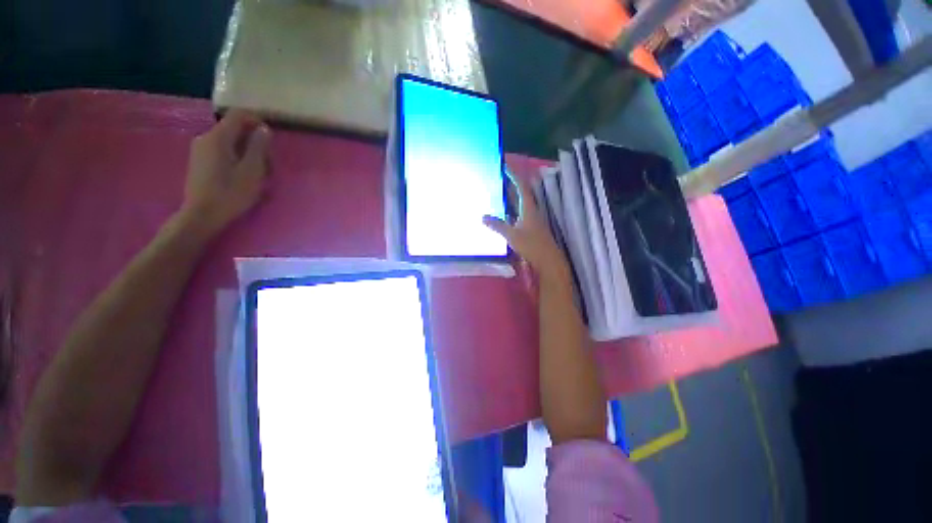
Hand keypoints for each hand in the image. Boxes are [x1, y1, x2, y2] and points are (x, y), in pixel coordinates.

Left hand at [181, 109, 270, 234]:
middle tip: (269, 163)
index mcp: (219, 137)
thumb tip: (264, 129)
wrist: (201, 215)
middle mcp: (206, 137)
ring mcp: (200, 149)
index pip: (238, 115)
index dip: (257, 120)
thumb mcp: (252, 171)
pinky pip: (222, 150)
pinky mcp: (199, 161)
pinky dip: (236, 156)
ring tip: (258, 172)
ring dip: (247, 151)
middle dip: (254, 141)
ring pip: (229, 141)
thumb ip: (258, 147)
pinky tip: (243, 175)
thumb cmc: (231, 193)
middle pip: (234, 129)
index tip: (271, 136)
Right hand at [483, 171, 569, 281]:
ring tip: (497, 192)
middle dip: (510, 184)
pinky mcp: (530, 227)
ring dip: (510, 197)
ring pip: (519, 203)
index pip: (521, 186)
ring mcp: (532, 219)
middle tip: (497, 177)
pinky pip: (519, 213)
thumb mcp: (512, 235)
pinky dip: (510, 209)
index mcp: (529, 208)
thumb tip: (483, 216)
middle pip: (521, 193)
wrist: (548, 260)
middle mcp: (531, 210)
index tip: (504, 166)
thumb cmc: (532, 246)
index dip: (513, 175)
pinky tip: (502, 213)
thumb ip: (498, 226)